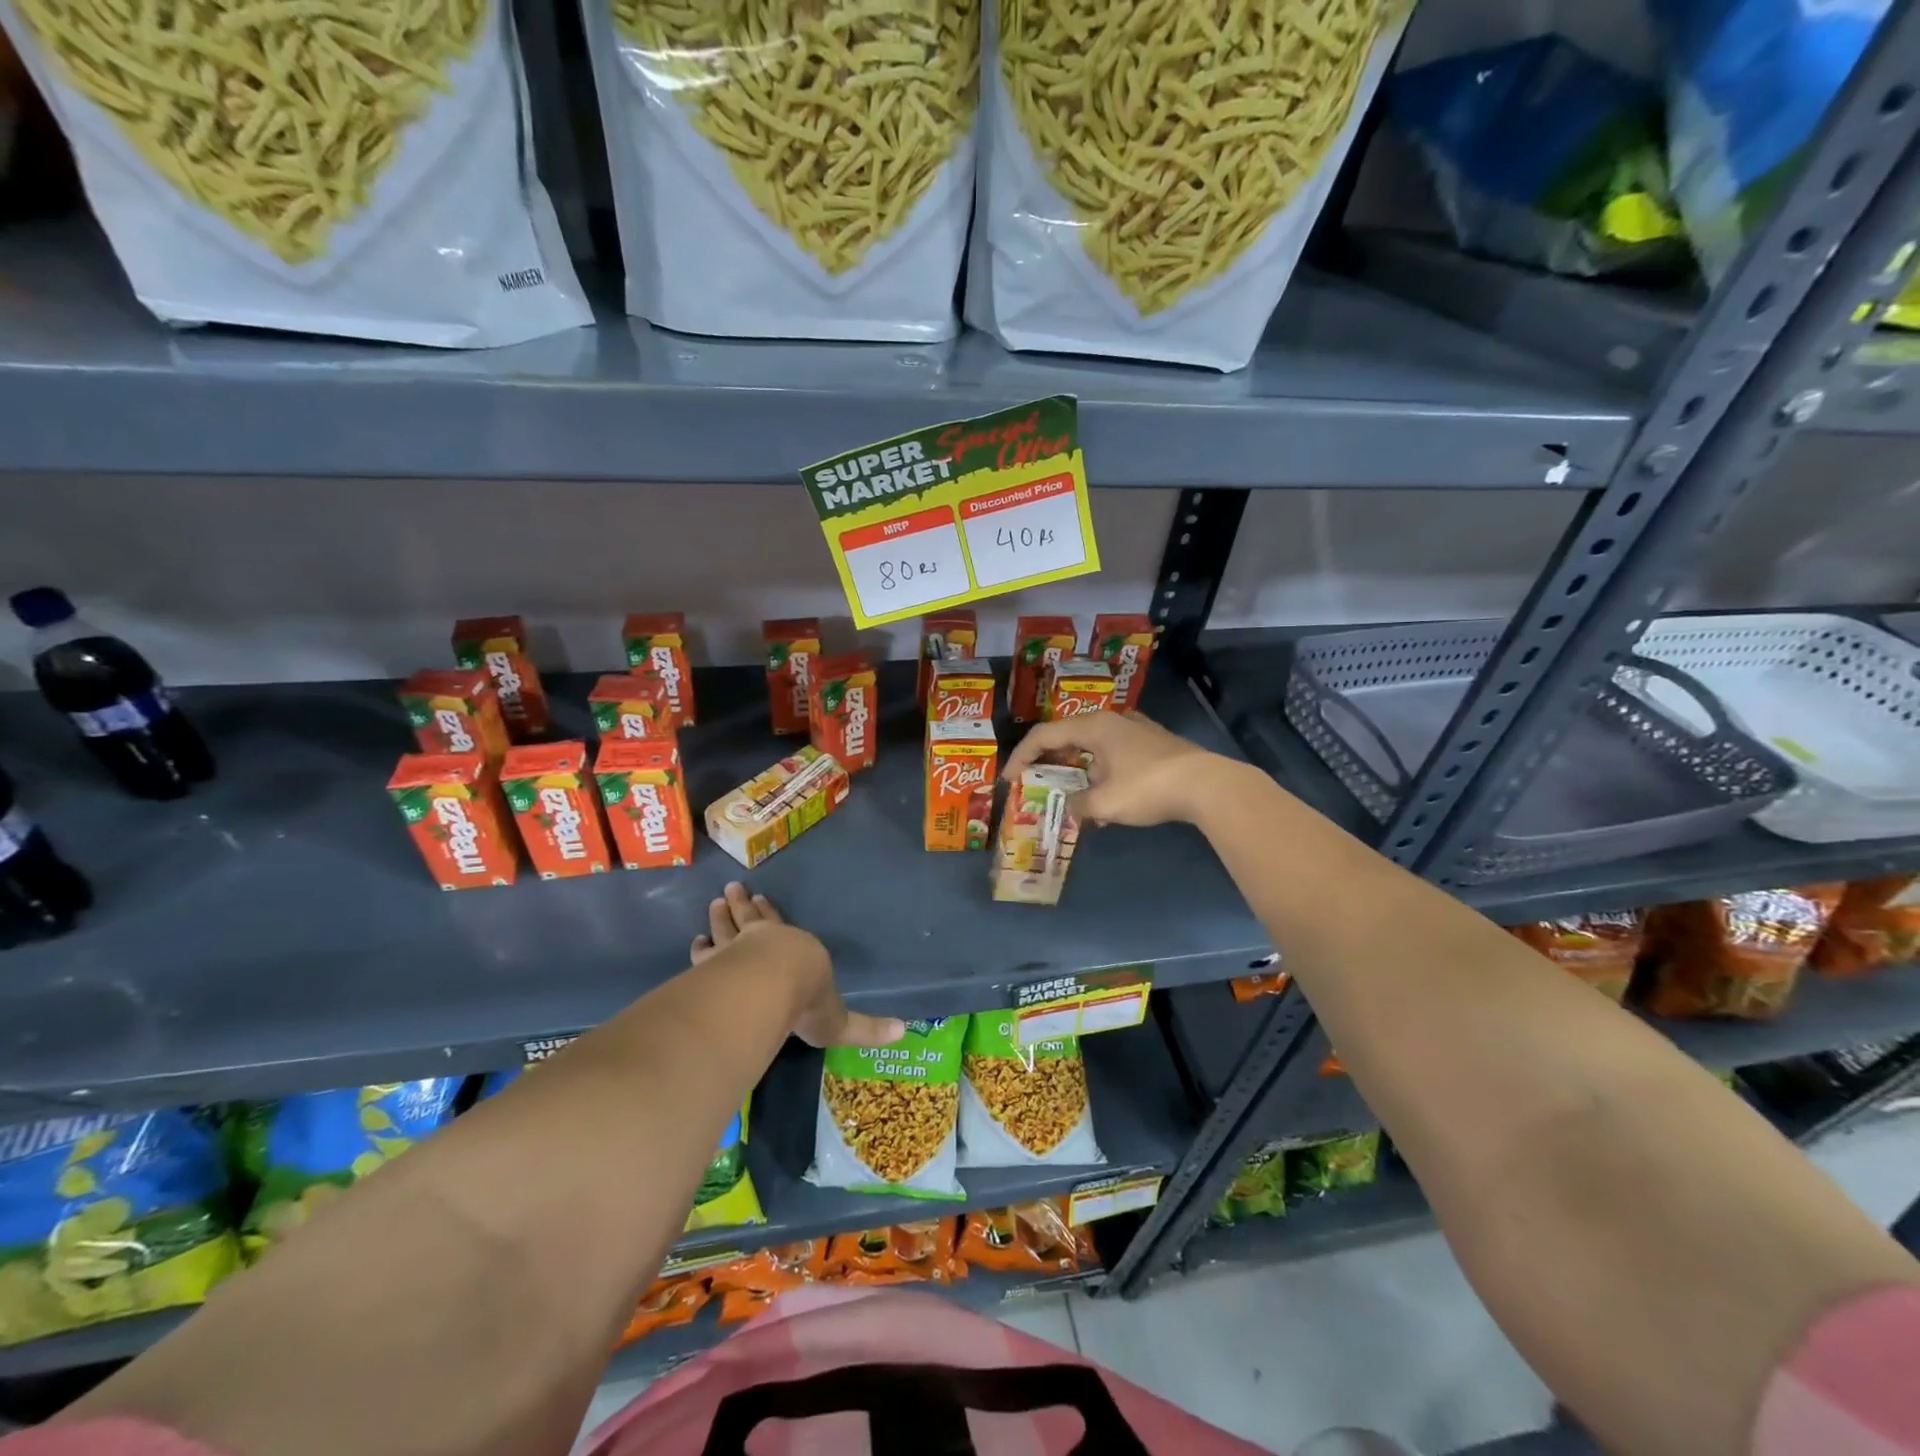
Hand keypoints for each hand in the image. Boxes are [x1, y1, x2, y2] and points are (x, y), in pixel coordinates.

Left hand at [692, 882, 904, 1049]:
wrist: (770, 990)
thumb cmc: (807, 1000)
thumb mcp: (840, 1020)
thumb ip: (866, 1028)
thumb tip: (904, 1031)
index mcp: (795, 951)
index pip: (781, 928)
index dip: (771, 915)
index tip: (761, 899)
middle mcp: (763, 944)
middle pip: (750, 919)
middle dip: (741, 906)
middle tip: (730, 890)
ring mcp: (734, 951)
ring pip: (726, 928)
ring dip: (720, 917)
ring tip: (714, 903)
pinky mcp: (713, 965)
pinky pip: (704, 952)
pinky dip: (700, 947)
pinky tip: (695, 943)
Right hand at [1003, 711, 1221, 826]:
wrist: (1208, 785)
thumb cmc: (1148, 788)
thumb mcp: (1105, 803)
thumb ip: (1079, 805)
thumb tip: (1070, 808)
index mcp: (1094, 727)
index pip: (1044, 735)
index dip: (1021, 756)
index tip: (1009, 779)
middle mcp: (1112, 721)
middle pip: (1068, 736)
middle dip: (1048, 760)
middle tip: (1034, 780)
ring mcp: (1136, 730)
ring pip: (1093, 746)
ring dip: (1076, 768)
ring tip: (1070, 793)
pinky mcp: (1153, 743)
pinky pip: (1114, 754)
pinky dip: (1100, 771)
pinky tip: (1105, 797)